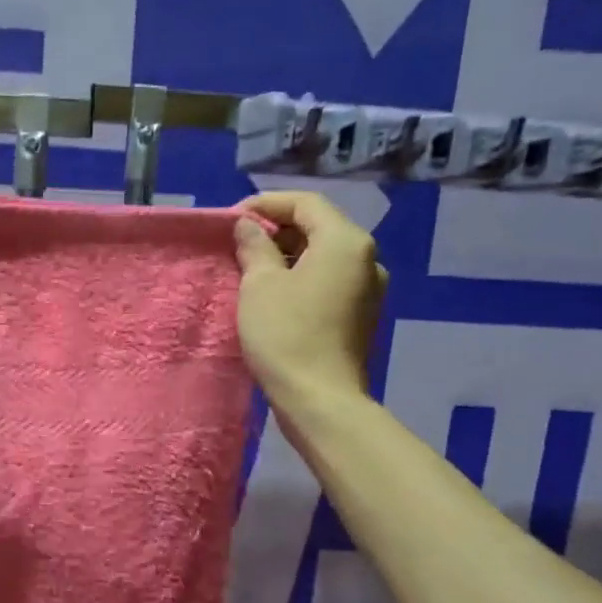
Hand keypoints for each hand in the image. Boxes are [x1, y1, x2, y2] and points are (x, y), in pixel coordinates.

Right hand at [233, 191, 387, 402]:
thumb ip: (255, 247)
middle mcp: (366, 258)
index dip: (266, 203)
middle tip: (239, 241)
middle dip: (278, 228)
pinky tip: (276, 291)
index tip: (233, 217)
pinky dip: (303, 275)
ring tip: (252, 265)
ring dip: (289, 253)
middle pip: (319, 226)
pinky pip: (330, 279)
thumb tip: (248, 226)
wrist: (320, 399)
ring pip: (325, 254)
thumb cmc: (286, 335)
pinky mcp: (361, 314)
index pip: (305, 203)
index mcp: (345, 242)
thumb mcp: (260, 285)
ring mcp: (368, 288)